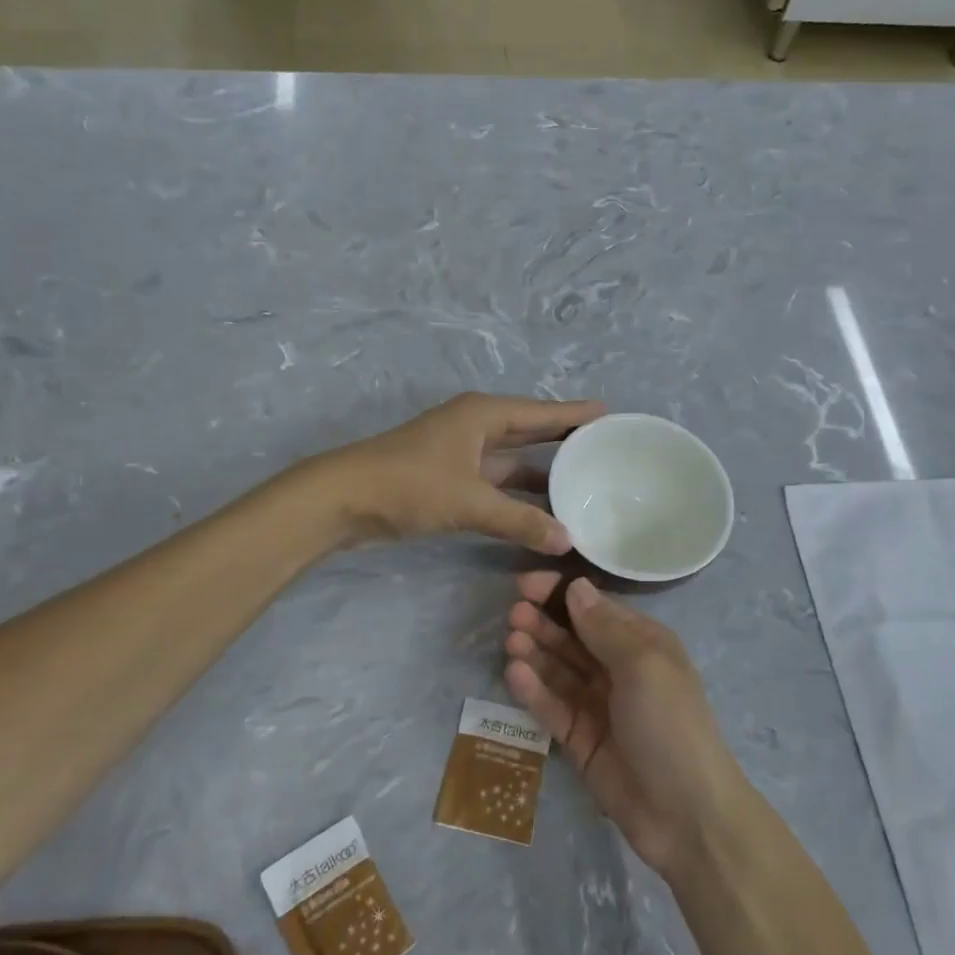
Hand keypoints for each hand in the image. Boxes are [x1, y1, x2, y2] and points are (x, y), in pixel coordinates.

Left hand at [320, 393, 604, 552]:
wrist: (344, 499)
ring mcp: (460, 452)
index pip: (541, 412)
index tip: (610, 414)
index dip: (575, 414)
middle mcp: (475, 426)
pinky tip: (541, 507)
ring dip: (542, 470)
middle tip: (605, 445)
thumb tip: (568, 541)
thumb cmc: (410, 485)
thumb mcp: (470, 501)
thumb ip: (520, 521)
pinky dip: (518, 492)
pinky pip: (496, 480)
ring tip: (583, 478)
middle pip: (529, 429)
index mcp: (483, 415)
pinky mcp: (449, 478)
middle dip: (563, 437)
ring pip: (512, 458)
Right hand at [503, 572, 746, 876]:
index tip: (525, 584)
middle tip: (514, 614)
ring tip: (512, 640)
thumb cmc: (669, 724)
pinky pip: (552, 706)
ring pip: (559, 670)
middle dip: (544, 622)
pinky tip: (515, 673)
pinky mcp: (579, 739)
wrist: (686, 815)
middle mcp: (619, 669)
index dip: (561, 593)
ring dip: (536, 652)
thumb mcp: (643, 665)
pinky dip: (534, 689)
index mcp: (643, 644)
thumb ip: (604, 626)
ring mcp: (598, 705)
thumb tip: (576, 586)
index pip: (595, 607)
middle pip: (573, 637)